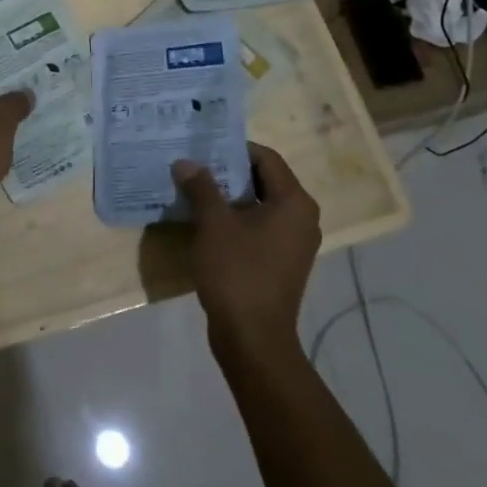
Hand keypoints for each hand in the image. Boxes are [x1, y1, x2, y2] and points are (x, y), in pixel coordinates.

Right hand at [174, 144, 320, 360]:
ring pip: (259, 204)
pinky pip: (259, 227)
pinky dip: (235, 219)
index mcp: (294, 202)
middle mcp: (301, 217)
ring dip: (229, 196)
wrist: (253, 339)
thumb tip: (185, 162)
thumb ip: (201, 187)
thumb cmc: (238, 272)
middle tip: (193, 165)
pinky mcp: (281, 262)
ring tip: (194, 190)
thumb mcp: (214, 224)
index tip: (202, 147)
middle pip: (264, 179)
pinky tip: (206, 222)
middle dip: (228, 171)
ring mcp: (294, 243)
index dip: (234, 148)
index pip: (266, 158)